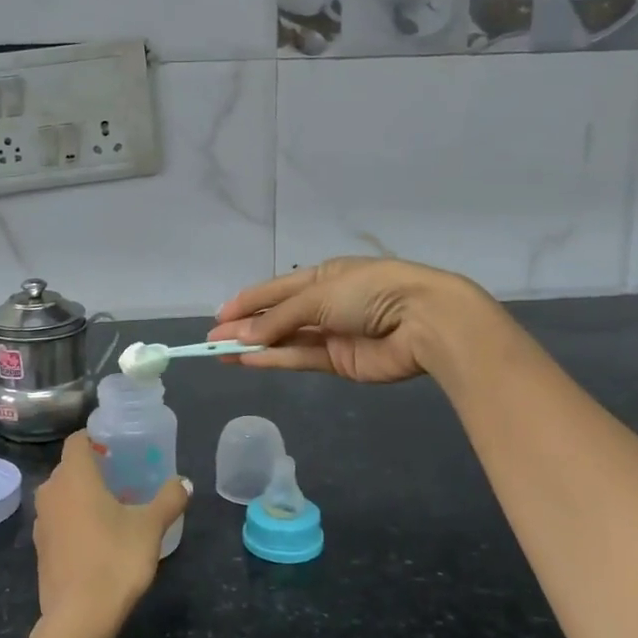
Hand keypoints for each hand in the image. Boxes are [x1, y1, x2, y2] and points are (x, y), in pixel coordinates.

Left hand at [32, 432, 188, 637]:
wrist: (79, 617)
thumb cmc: (115, 559)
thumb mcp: (150, 527)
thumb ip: (169, 499)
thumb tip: (184, 482)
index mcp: (74, 476)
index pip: (76, 440)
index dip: (95, 439)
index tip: (117, 448)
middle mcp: (51, 491)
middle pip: (69, 468)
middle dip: (93, 468)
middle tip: (122, 477)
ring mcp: (42, 521)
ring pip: (62, 495)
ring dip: (82, 496)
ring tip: (113, 508)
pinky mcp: (40, 548)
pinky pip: (58, 520)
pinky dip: (74, 519)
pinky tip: (97, 538)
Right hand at [210, 256, 480, 383]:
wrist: (423, 321)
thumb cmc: (369, 292)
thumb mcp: (318, 295)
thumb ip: (278, 318)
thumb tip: (241, 336)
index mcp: (323, 275)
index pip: (276, 289)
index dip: (247, 301)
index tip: (219, 315)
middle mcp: (325, 303)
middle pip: (277, 315)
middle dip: (246, 325)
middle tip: (213, 339)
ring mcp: (332, 333)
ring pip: (285, 339)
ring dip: (255, 345)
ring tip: (222, 352)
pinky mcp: (340, 361)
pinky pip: (300, 358)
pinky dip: (275, 359)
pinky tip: (248, 361)